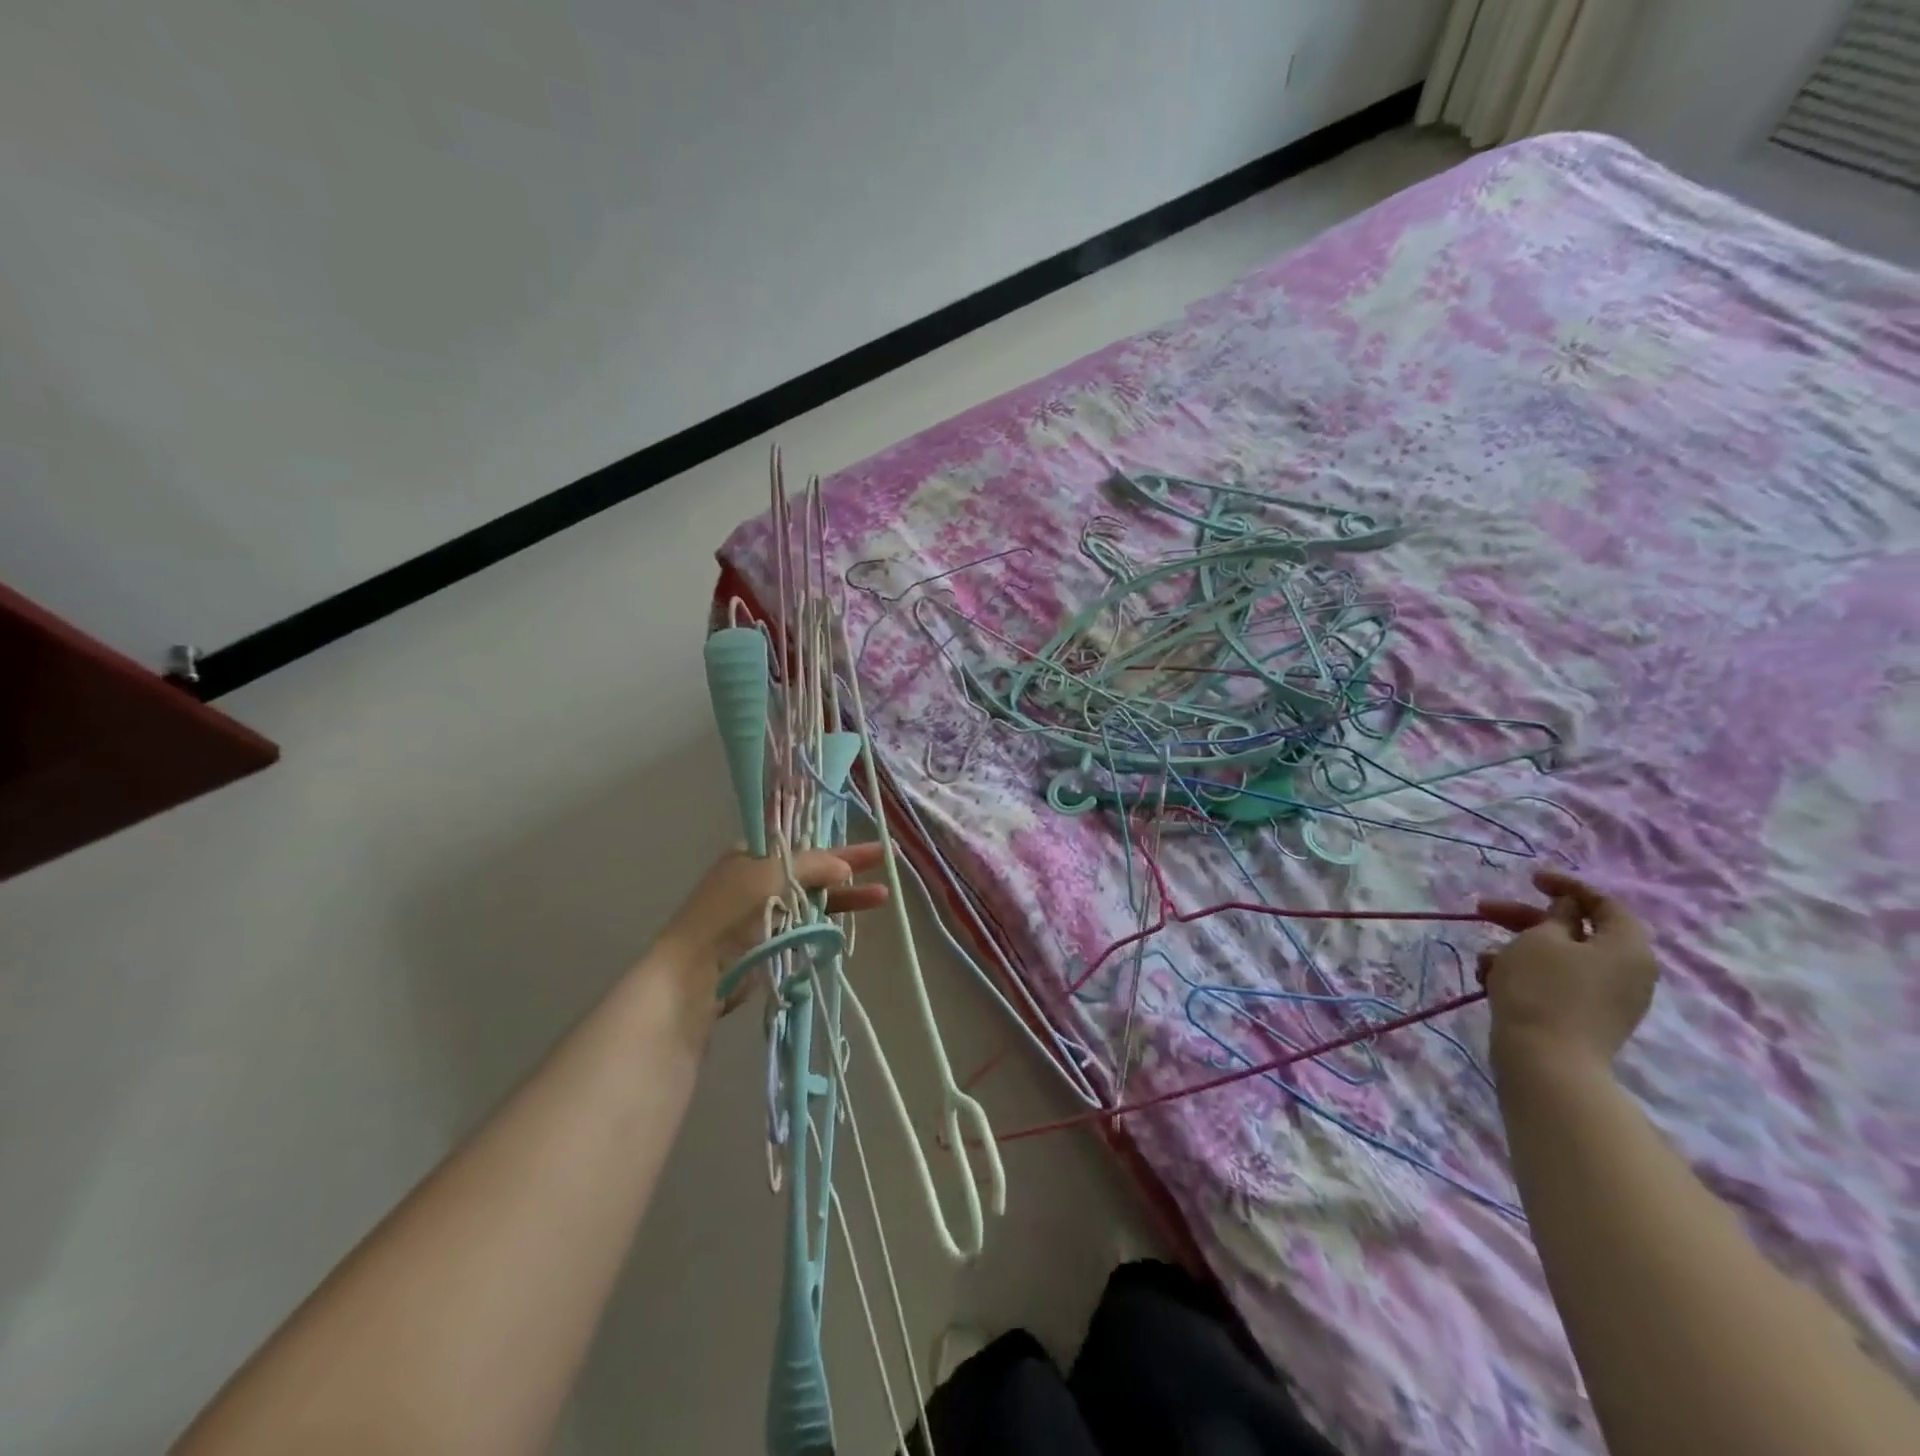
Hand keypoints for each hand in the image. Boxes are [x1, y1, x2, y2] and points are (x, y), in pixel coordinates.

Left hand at [647, 842, 889, 1023]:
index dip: (834, 842)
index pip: (800, 841)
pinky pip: (808, 924)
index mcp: (751, 854)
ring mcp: (766, 912)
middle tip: (886, 859)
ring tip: (883, 896)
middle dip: (849, 866)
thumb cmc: (729, 912)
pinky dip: (831, 920)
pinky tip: (854, 920)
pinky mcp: (772, 942)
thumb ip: (811, 866)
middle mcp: (759, 878)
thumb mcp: (771, 875)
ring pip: (814, 898)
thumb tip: (844, 866)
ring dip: (847, 896)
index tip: (865, 843)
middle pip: (813, 869)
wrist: (694, 972)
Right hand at [1477, 869, 1658, 1074]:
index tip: (1530, 879)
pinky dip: (1526, 973)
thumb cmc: (1543, 989)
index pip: (1605, 904)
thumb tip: (1568, 912)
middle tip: (1485, 910)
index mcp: (1627, 947)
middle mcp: (1628, 971)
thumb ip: (1555, 918)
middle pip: (1577, 931)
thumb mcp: (1540, 940)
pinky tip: (1491, 979)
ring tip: (1483, 958)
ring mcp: (1610, 998)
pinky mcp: (1588, 1018)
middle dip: (1526, 919)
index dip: (1567, 886)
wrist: (1547, 1061)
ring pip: (1561, 958)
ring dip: (1518, 949)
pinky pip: (1558, 982)